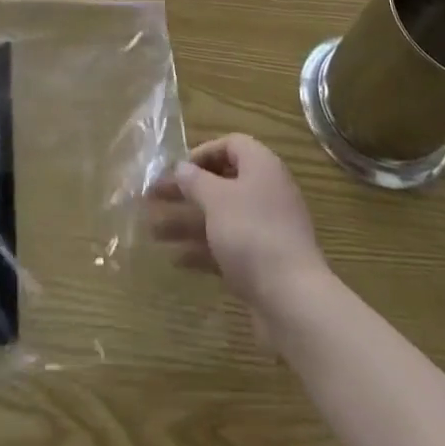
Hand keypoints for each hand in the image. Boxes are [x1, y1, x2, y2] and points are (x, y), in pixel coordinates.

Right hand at [148, 134, 329, 314]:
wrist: (293, 300)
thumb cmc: (252, 234)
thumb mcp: (216, 200)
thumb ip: (195, 181)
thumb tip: (182, 168)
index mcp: (261, 167)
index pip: (231, 145)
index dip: (202, 153)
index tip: (177, 169)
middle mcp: (266, 193)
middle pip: (220, 183)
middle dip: (185, 191)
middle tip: (152, 196)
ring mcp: (265, 230)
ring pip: (219, 217)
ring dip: (186, 222)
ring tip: (152, 231)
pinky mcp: (262, 263)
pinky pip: (227, 246)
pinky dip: (202, 250)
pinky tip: (175, 259)